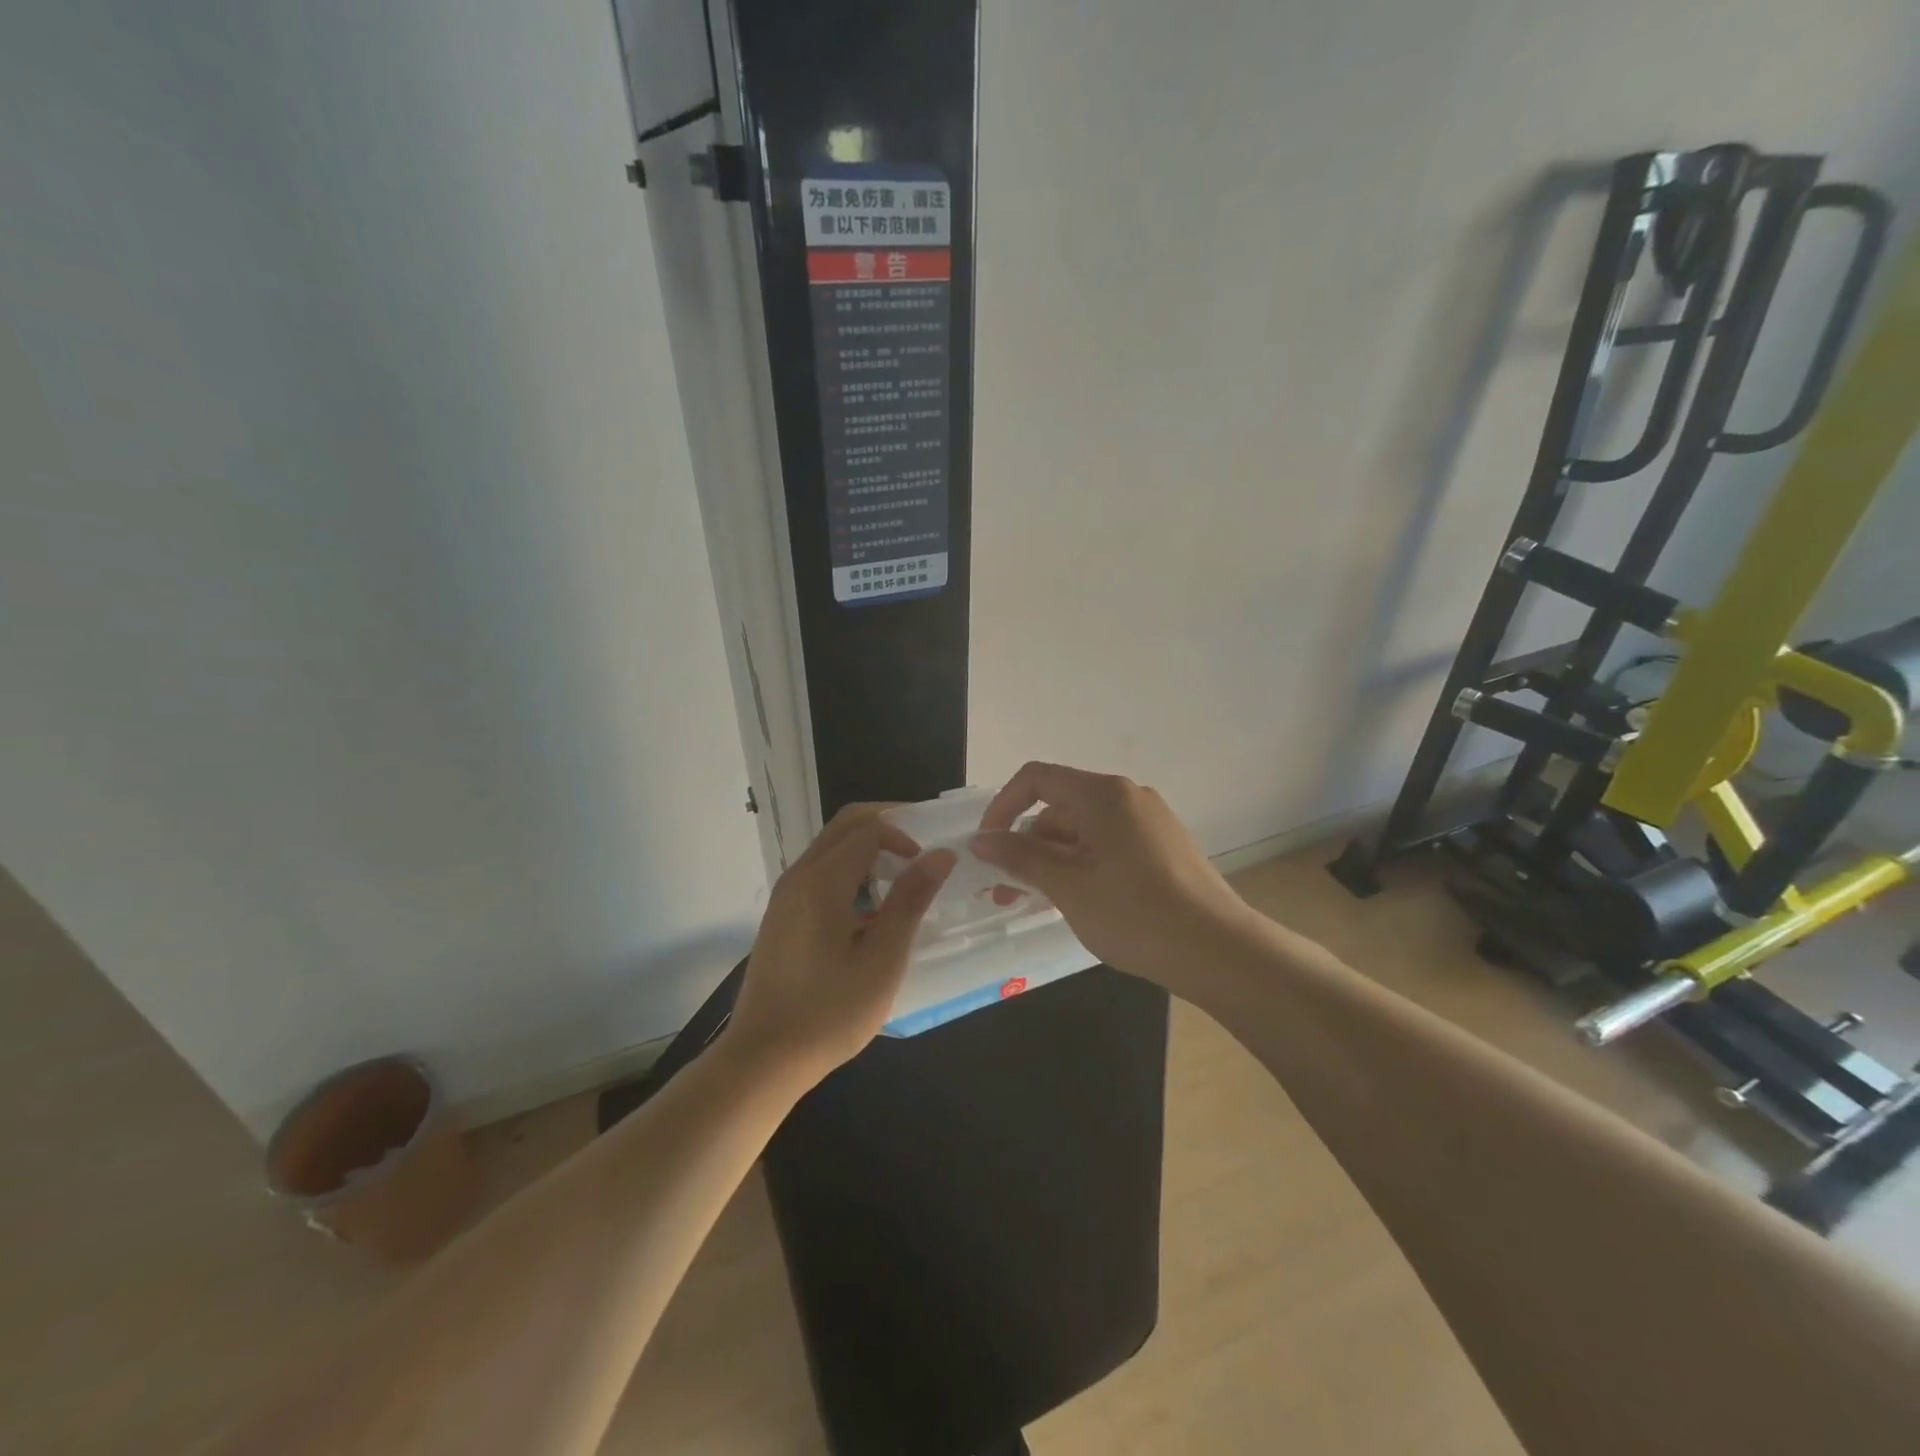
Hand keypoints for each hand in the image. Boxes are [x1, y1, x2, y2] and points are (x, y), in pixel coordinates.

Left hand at [725, 804, 955, 1086]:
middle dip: (886, 826)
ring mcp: (785, 894)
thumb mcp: (882, 958)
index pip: (869, 829)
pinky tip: (869, 908)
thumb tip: (940, 854)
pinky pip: (819, 871)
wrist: (764, 1057)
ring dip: (868, 849)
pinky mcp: (781, 914)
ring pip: (831, 846)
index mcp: (822, 880)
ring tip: (901, 881)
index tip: (930, 866)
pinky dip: (849, 870)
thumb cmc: (831, 1011)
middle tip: (921, 852)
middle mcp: (799, 875)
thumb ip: (910, 900)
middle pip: (845, 825)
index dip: (905, 836)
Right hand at [972, 762, 1259, 987]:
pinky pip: (1108, 844)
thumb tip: (980, 839)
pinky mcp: (1163, 846)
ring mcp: (1149, 821)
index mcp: (1102, 794)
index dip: (1002, 806)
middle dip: (1027, 844)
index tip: (987, 847)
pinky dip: (1082, 864)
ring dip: (1053, 859)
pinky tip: (1078, 901)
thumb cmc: (1134, 914)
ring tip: (1039, 903)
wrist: (1218, 950)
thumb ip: (1019, 856)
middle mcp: (1127, 796)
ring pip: (1083, 829)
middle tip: (1007, 891)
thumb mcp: (1067, 886)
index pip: (1036, 778)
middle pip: (1060, 806)